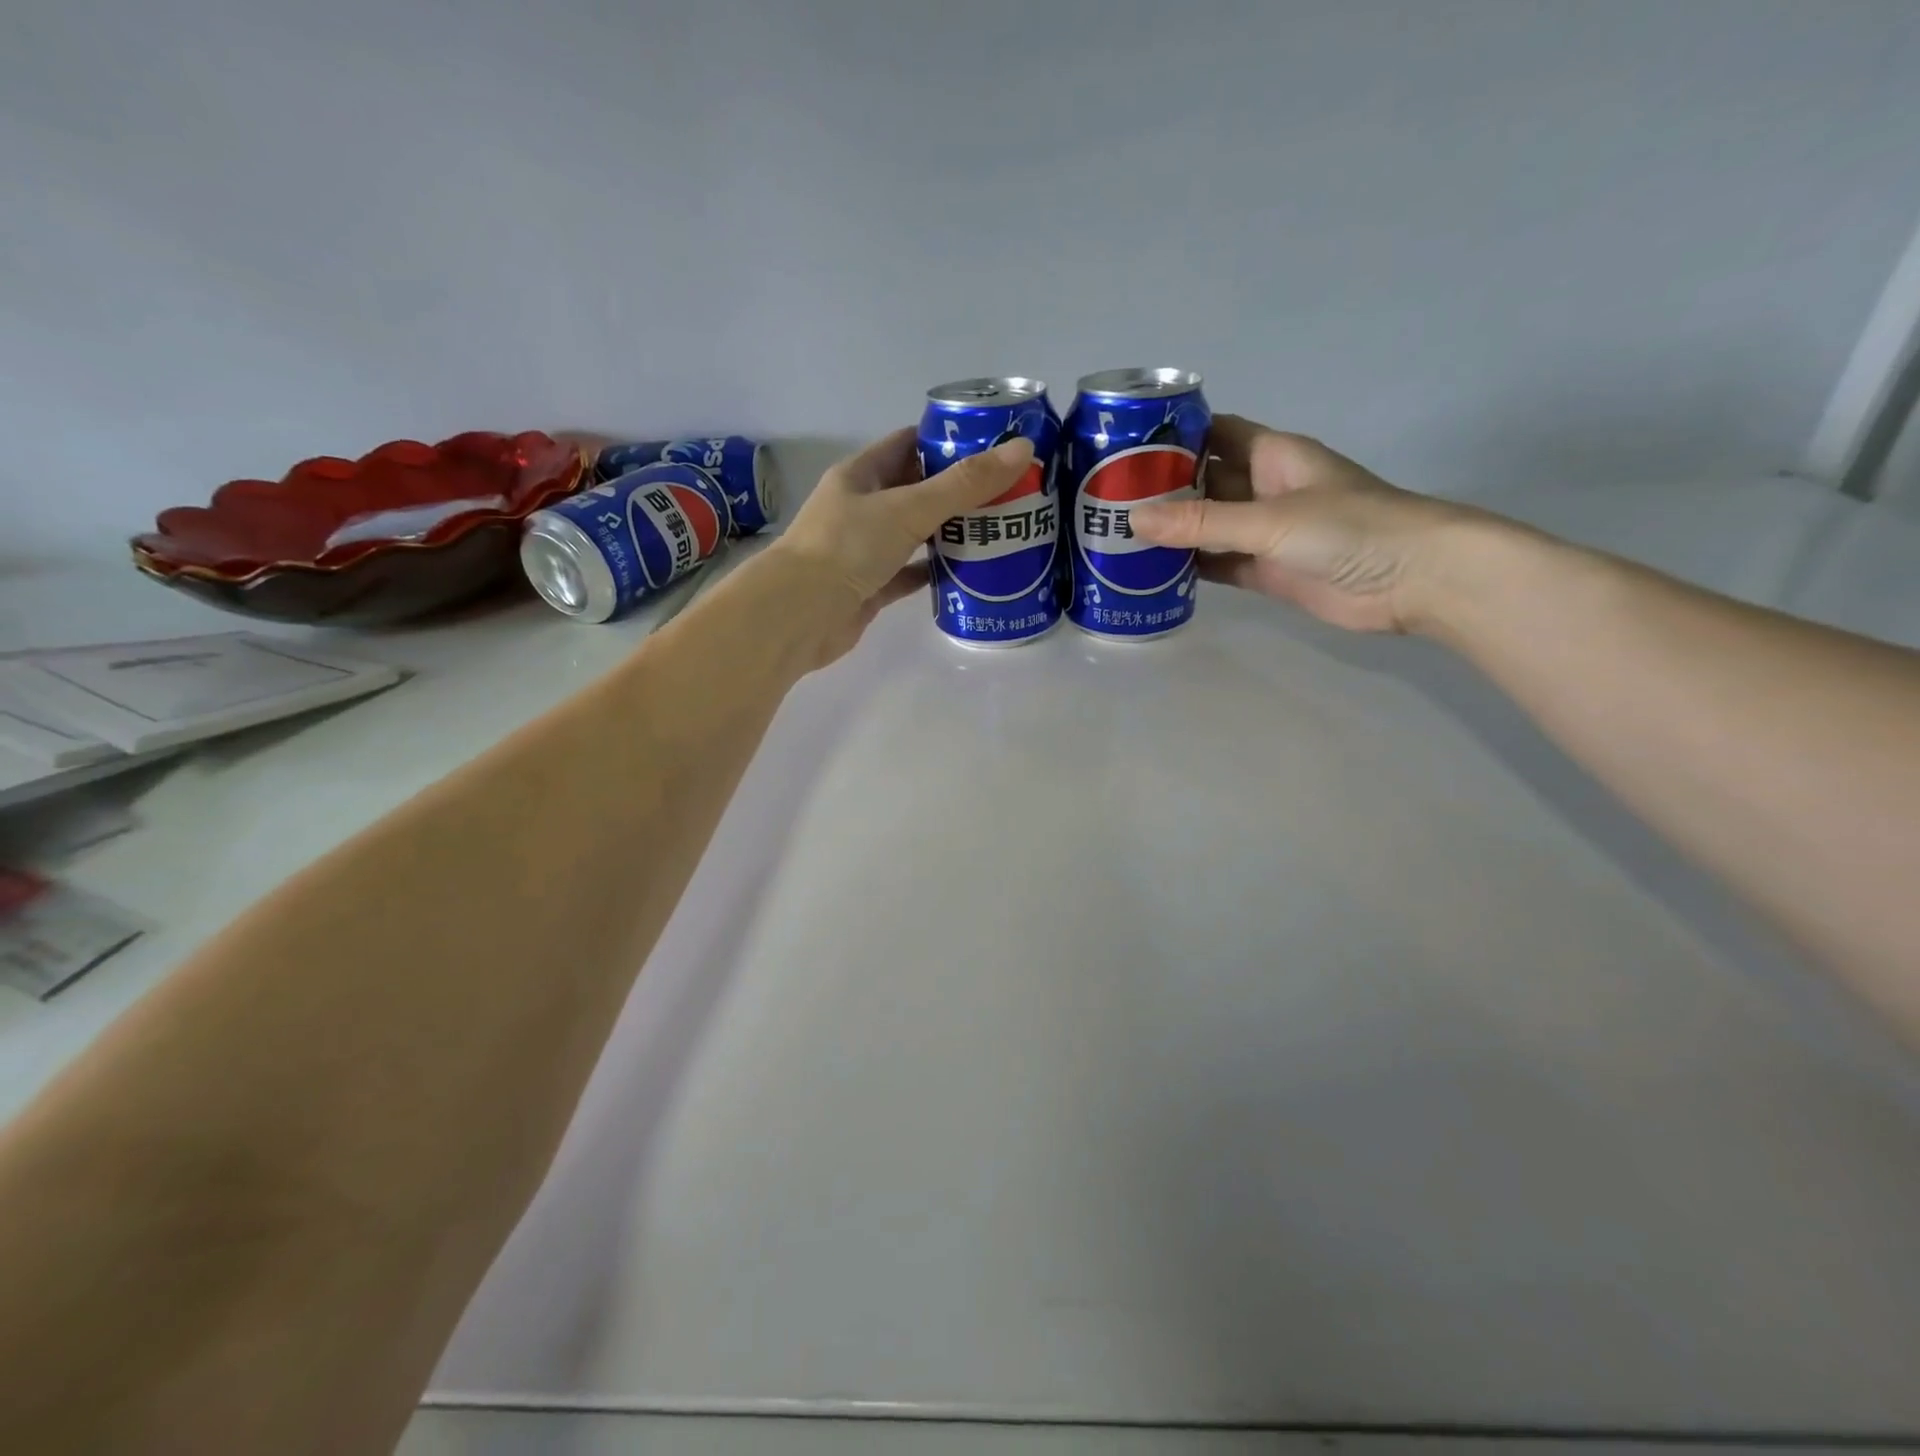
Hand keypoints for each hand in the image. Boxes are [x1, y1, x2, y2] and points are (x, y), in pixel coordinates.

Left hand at [772, 427, 1035, 662]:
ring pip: (915, 534)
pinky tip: (969, 573)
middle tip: (1008, 492)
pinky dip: (935, 572)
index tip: (992, 445)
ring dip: (949, 532)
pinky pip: (910, 573)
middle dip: (958, 490)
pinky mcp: (871, 587)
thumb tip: (1022, 450)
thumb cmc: (848, 548)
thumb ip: (964, 484)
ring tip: (998, 529)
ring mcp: (865, 549)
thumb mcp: (909, 508)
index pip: (909, 443)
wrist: (801, 616)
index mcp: (862, 474)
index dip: (948, 440)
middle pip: (916, 490)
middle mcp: (862, 507)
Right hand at [1127, 416, 1479, 634]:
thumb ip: (1203, 523)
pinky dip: (1190, 568)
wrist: (1413, 579)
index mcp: (1271, 455)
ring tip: (1116, 538)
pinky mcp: (1267, 571)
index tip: (1121, 446)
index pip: (1212, 433)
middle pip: (1202, 482)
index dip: (1172, 436)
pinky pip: (1219, 564)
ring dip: (1171, 533)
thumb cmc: (1349, 528)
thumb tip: (1133, 521)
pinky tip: (1151, 573)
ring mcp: (1265, 533)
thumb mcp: (1270, 519)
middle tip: (1104, 500)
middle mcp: (1264, 488)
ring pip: (1207, 527)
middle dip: (1160, 489)